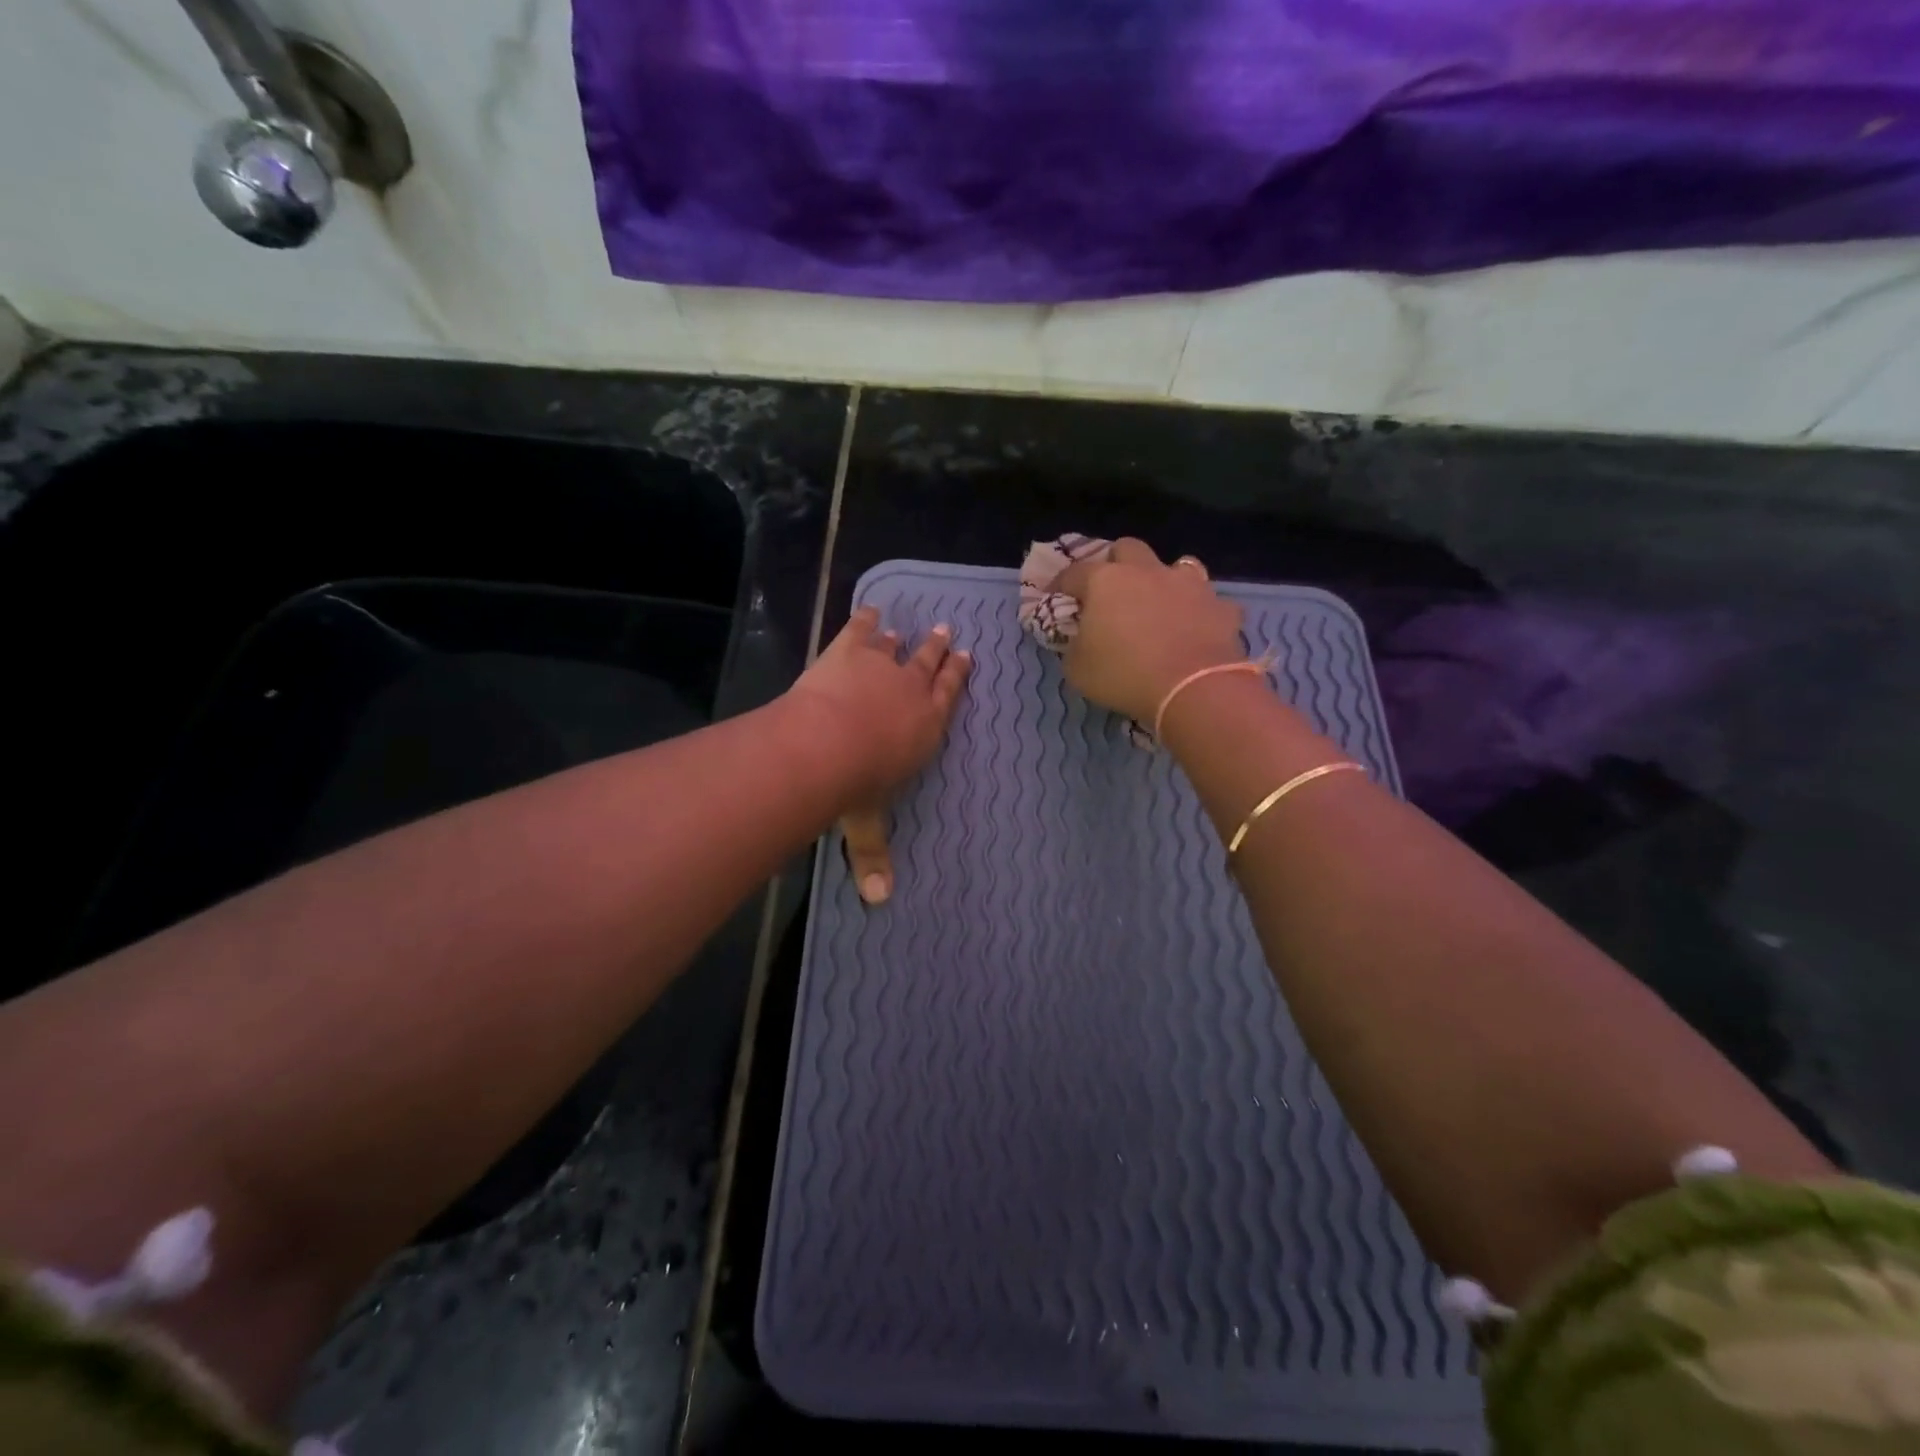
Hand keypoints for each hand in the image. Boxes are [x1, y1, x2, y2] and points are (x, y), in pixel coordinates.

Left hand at [785, 606, 970, 903]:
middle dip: (939, 651)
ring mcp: (880, 667)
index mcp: (925, 728)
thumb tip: (880, 903)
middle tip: (947, 634)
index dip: (957, 677)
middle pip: (929, 666)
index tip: (966, 658)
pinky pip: (861, 628)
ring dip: (902, 639)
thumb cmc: (856, 786)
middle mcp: (911, 692)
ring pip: (898, 647)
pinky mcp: (848, 650)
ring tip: (906, 629)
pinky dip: (866, 619)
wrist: (826, 743)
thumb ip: (873, 856)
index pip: (948, 697)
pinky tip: (870, 609)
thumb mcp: (865, 824)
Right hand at [1054, 538, 1244, 722]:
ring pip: (1177, 565)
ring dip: (1165, 580)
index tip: (1054, 597)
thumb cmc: (1124, 675)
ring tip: (1161, 604)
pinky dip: (1201, 612)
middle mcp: (1146, 571)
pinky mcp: (1220, 606)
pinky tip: (1197, 629)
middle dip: (1116, 563)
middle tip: (1111, 590)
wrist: (1192, 689)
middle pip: (1127, 548)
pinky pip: (1209, 602)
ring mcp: (1188, 584)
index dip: (1060, 584)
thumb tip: (1078, 638)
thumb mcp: (1077, 669)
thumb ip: (1073, 646)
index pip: (1073, 572)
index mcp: (1105, 581)